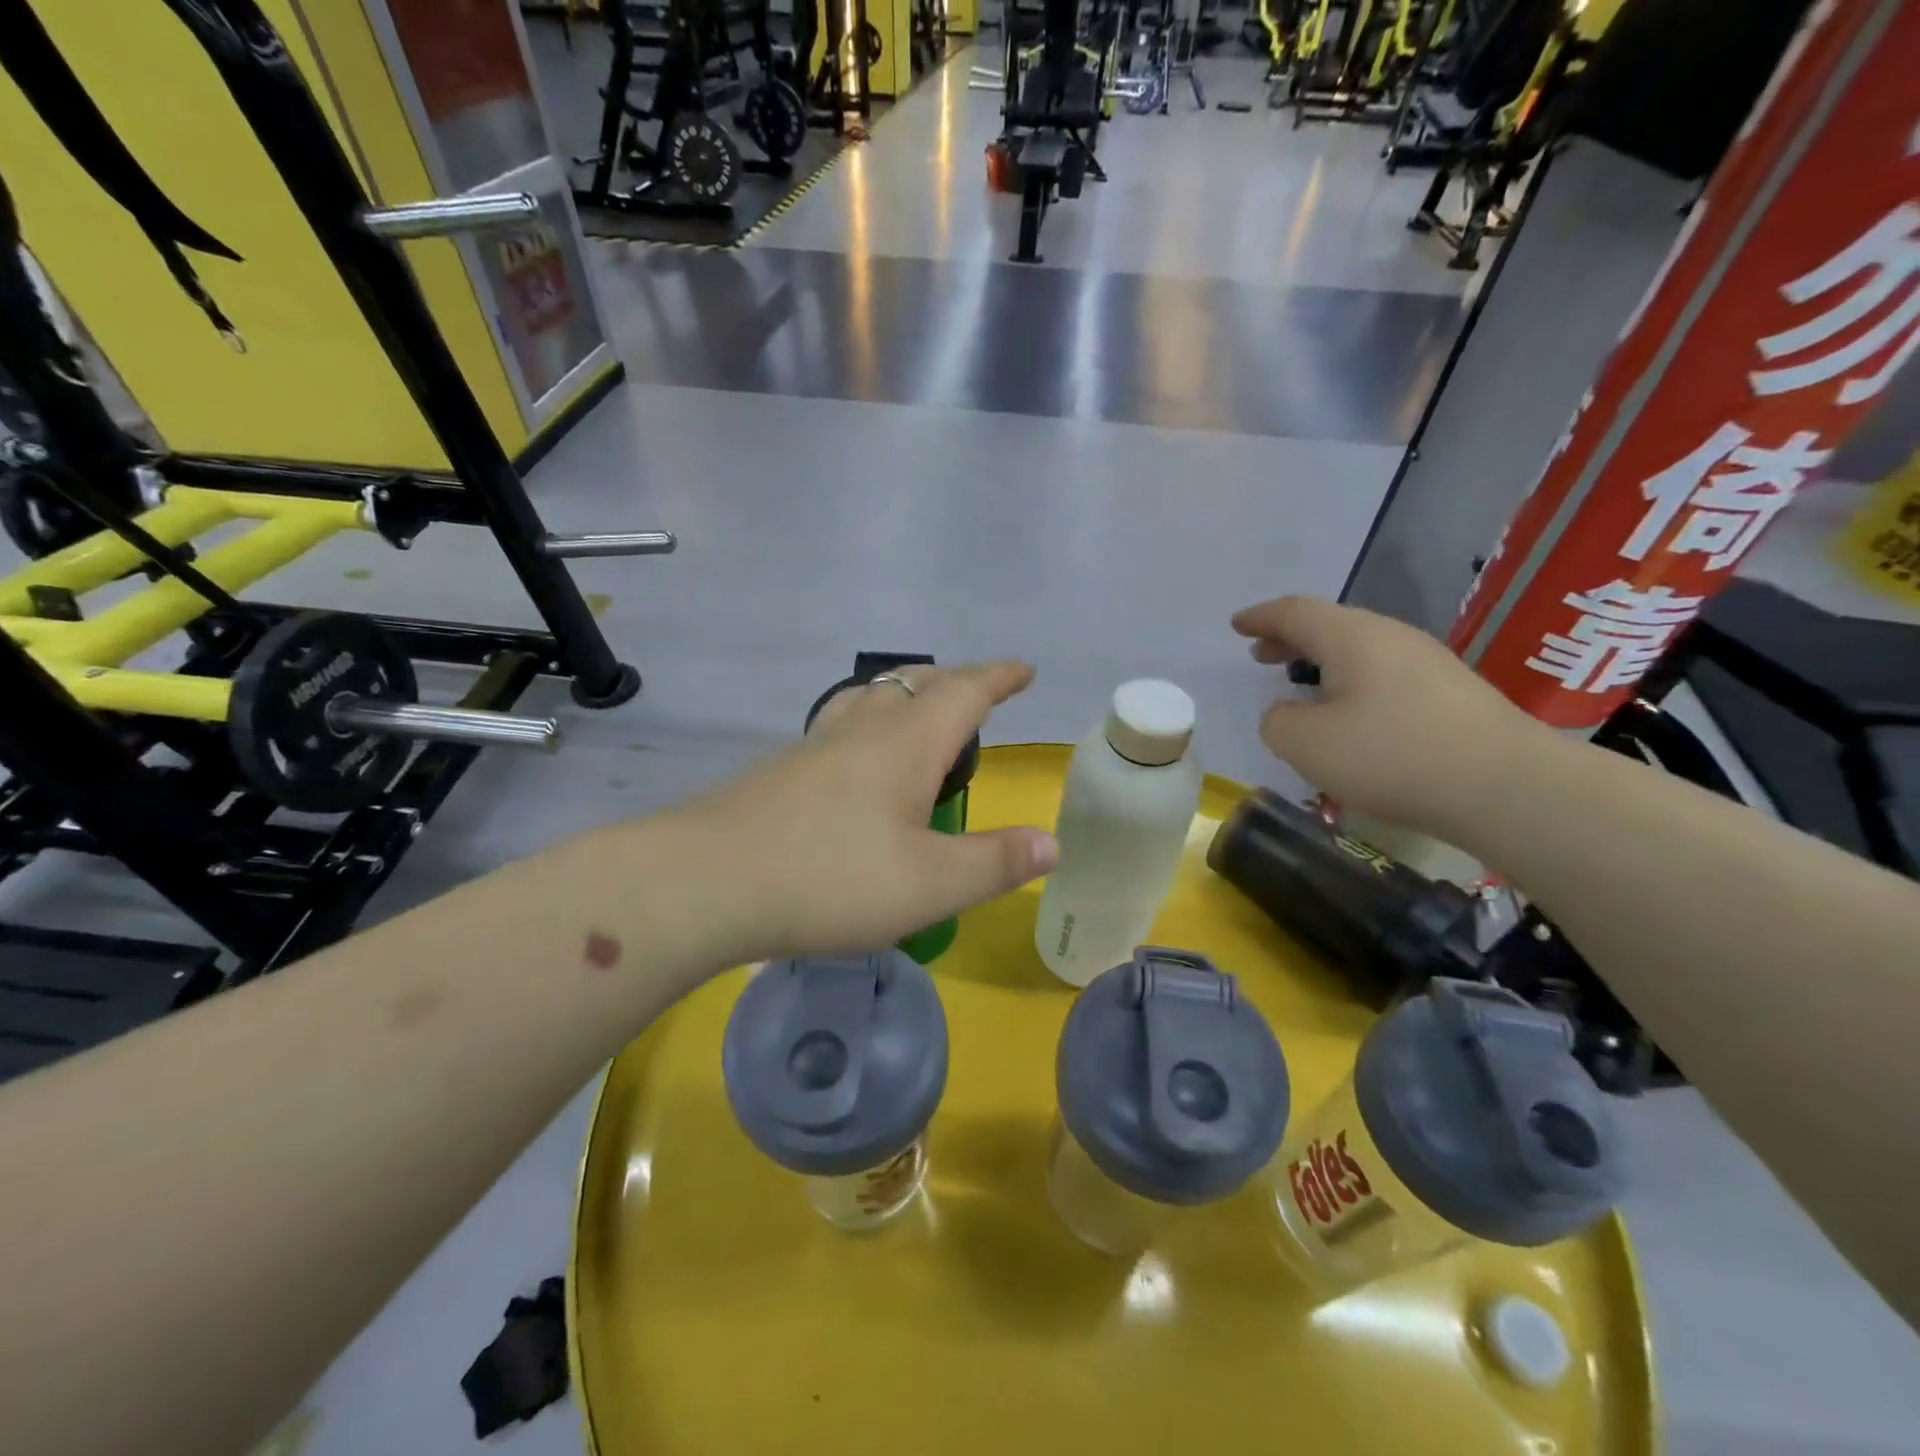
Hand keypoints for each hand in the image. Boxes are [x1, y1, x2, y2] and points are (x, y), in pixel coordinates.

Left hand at [664, 662, 1057, 961]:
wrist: (706, 881)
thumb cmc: (831, 878)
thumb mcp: (931, 884)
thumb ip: (995, 862)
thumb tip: (1052, 844)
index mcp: (906, 743)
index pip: (964, 692)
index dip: (998, 677)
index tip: (1023, 670)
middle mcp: (861, 730)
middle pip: (913, 684)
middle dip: (953, 682)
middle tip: (977, 696)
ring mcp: (814, 746)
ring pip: (869, 700)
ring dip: (904, 698)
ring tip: (918, 719)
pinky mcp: (780, 771)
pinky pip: (839, 729)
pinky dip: (867, 729)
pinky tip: (856, 767)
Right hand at [1232, 596, 1550, 835]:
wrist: (1505, 786)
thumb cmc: (1392, 756)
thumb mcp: (1307, 744)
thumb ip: (1277, 722)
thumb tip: (1285, 712)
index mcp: (1352, 637)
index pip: (1294, 612)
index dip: (1260, 617)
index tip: (1236, 624)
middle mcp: (1391, 637)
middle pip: (1330, 625)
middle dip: (1289, 637)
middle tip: (1261, 653)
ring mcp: (1427, 662)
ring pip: (1359, 648)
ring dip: (1321, 660)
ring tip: (1300, 681)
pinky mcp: (1450, 692)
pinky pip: (1383, 672)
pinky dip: (1350, 680)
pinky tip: (1348, 711)